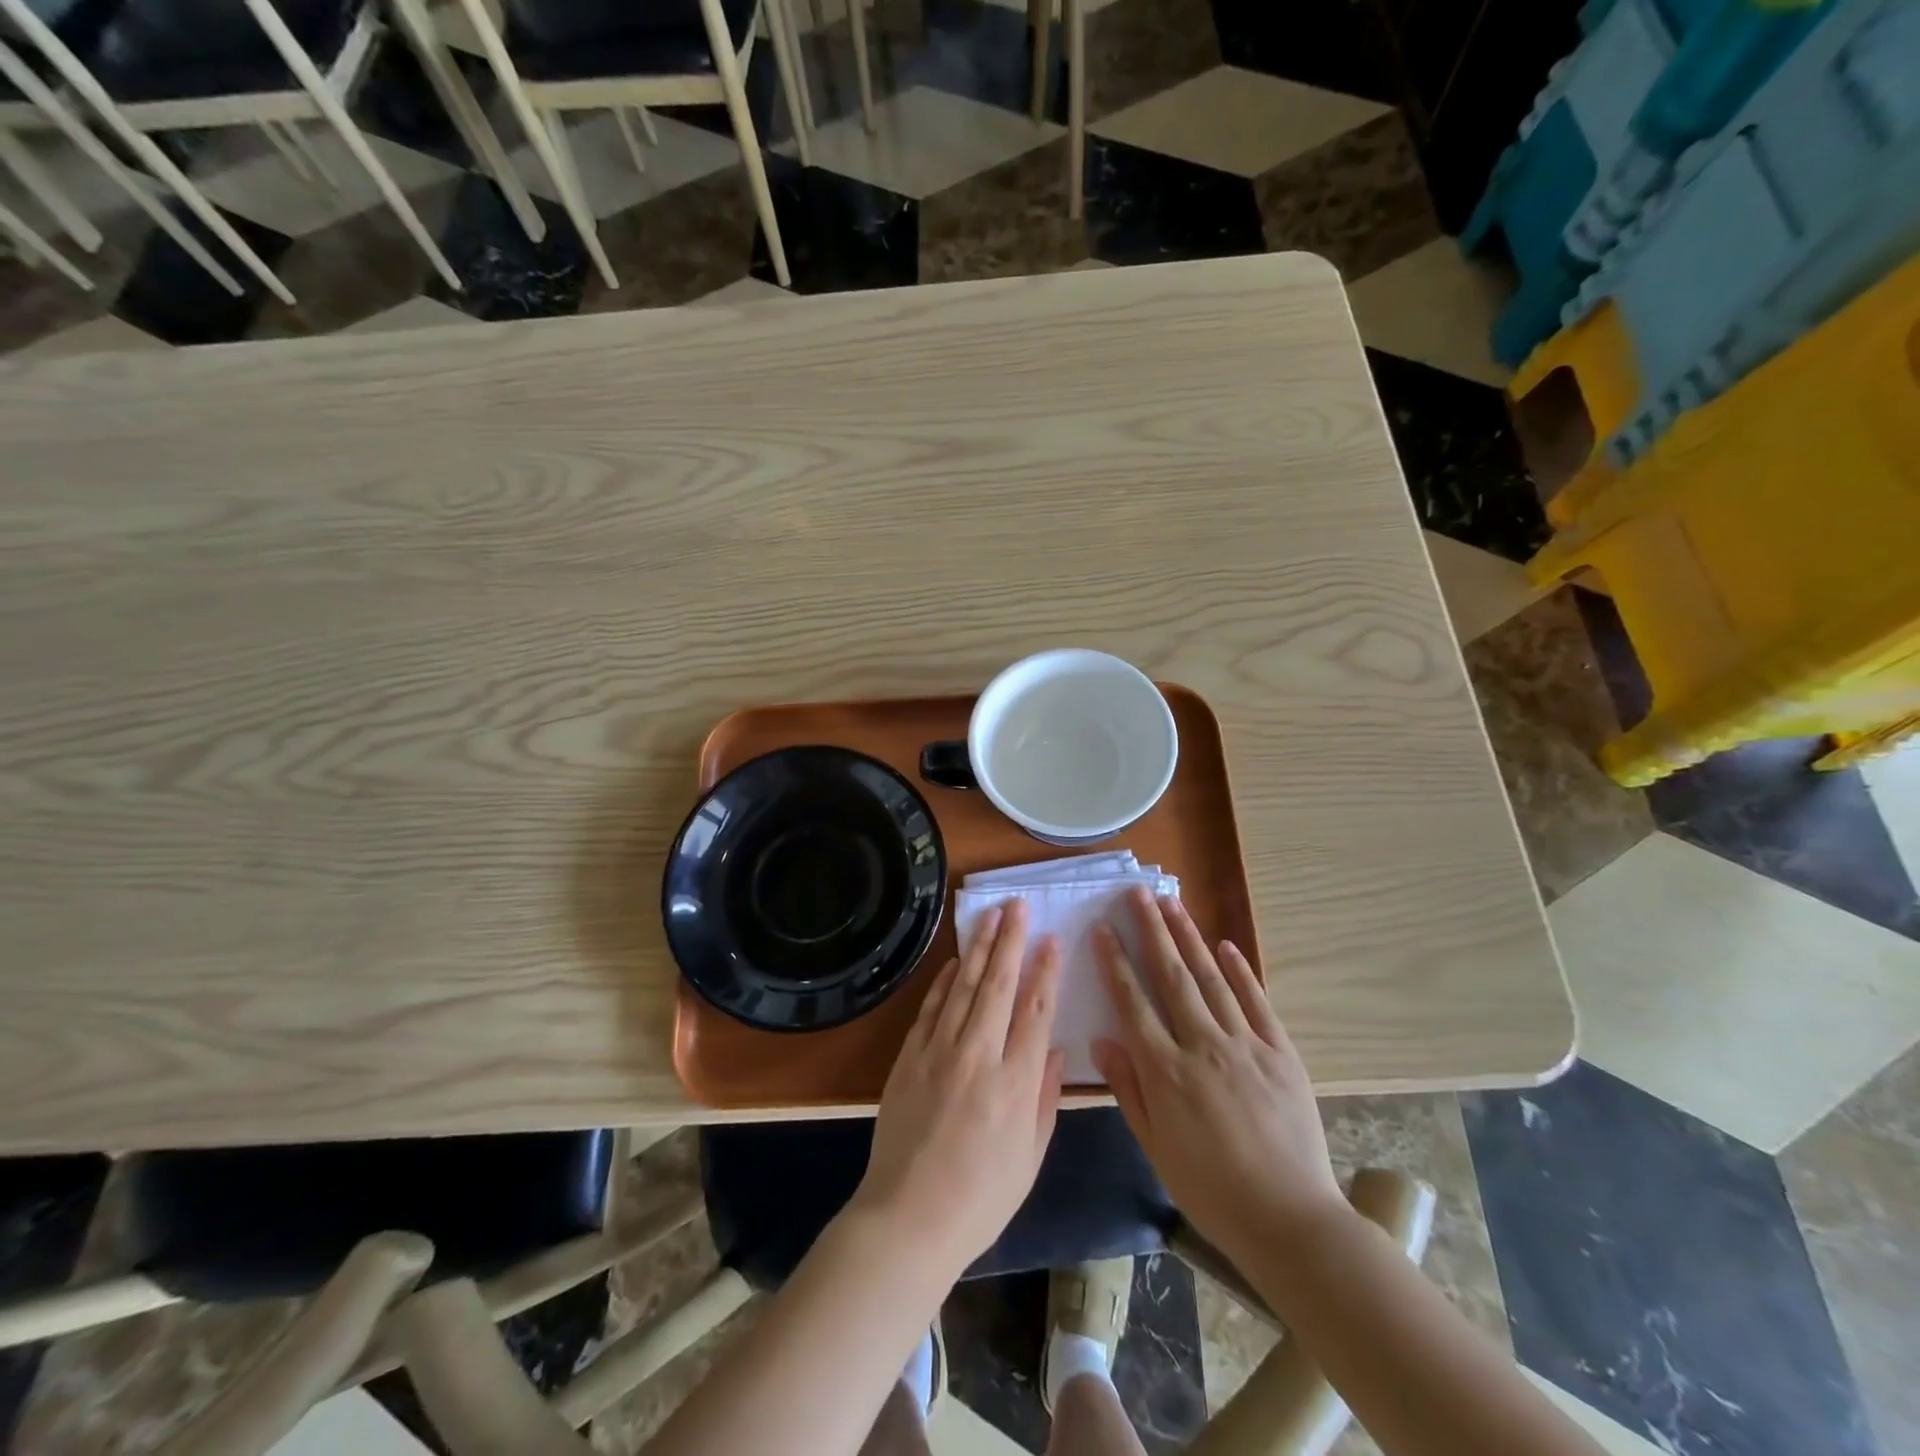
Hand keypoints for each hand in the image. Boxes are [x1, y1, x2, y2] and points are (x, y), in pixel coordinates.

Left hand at [850, 899, 1065, 1278]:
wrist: (907, 1218)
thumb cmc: (980, 1199)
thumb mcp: (1030, 1159)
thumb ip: (1045, 1100)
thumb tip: (1055, 1051)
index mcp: (1016, 1084)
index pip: (1036, 1011)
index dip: (1045, 972)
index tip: (1052, 940)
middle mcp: (979, 1056)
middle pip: (998, 986)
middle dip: (1011, 941)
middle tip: (1018, 906)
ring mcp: (939, 1052)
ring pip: (963, 987)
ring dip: (978, 948)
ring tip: (990, 916)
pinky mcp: (909, 1057)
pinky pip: (930, 1008)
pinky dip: (943, 981)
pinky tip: (954, 961)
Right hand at [1092, 888, 1346, 1265]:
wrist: (1290, 1219)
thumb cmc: (1211, 1189)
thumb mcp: (1155, 1147)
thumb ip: (1129, 1089)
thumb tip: (1103, 1039)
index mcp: (1166, 1070)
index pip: (1133, 1002)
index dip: (1115, 962)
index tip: (1103, 929)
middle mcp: (1202, 1045)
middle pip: (1171, 976)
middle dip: (1151, 930)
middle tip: (1136, 893)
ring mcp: (1246, 1044)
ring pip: (1211, 979)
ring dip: (1189, 937)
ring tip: (1171, 903)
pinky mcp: (1281, 1052)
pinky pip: (1257, 1002)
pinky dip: (1239, 971)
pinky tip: (1224, 946)